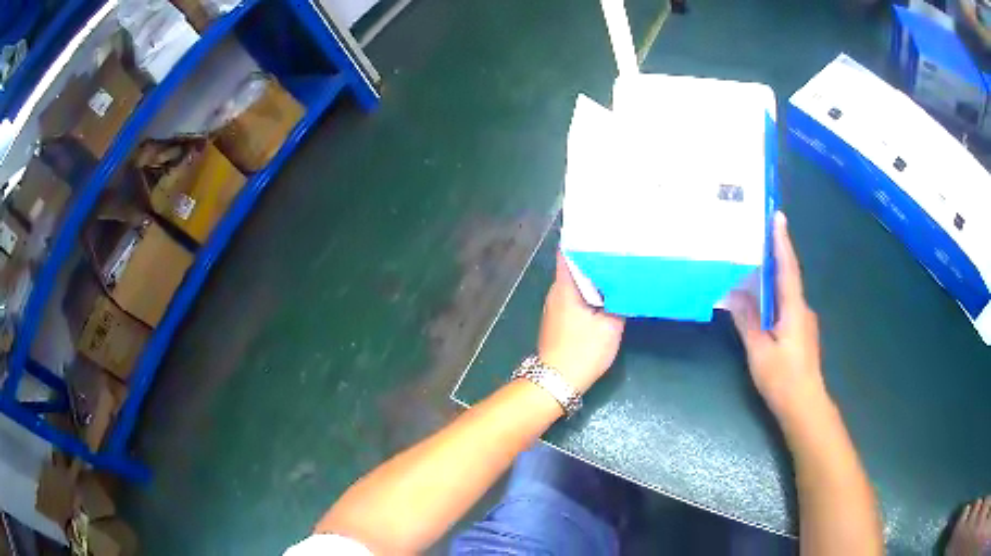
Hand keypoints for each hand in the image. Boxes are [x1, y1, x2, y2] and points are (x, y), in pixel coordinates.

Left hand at [537, 251, 625, 393]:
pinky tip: (605, 293)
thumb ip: (618, 301)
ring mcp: (554, 306)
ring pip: (575, 282)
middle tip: (617, 249)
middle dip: (594, 257)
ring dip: (592, 276)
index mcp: (565, 287)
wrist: (557, 381)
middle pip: (574, 266)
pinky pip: (574, 296)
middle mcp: (556, 291)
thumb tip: (626, 284)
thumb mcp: (610, 326)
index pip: (568, 252)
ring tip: (615, 268)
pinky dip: (588, 292)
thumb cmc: (583, 350)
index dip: (583, 239)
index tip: (601, 232)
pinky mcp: (558, 319)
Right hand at [729, 213, 828, 422]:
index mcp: (794, 309)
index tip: (777, 216)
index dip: (782, 241)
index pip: (788, 267)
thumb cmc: (783, 379)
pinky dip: (774, 297)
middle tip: (755, 238)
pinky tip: (760, 303)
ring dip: (772, 278)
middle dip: (774, 256)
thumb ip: (747, 321)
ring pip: (786, 293)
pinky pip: (786, 306)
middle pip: (787, 276)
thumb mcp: (759, 351)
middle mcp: (803, 309)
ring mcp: (804, 322)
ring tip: (753, 268)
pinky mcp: (802, 333)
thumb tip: (732, 293)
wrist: (805, 406)